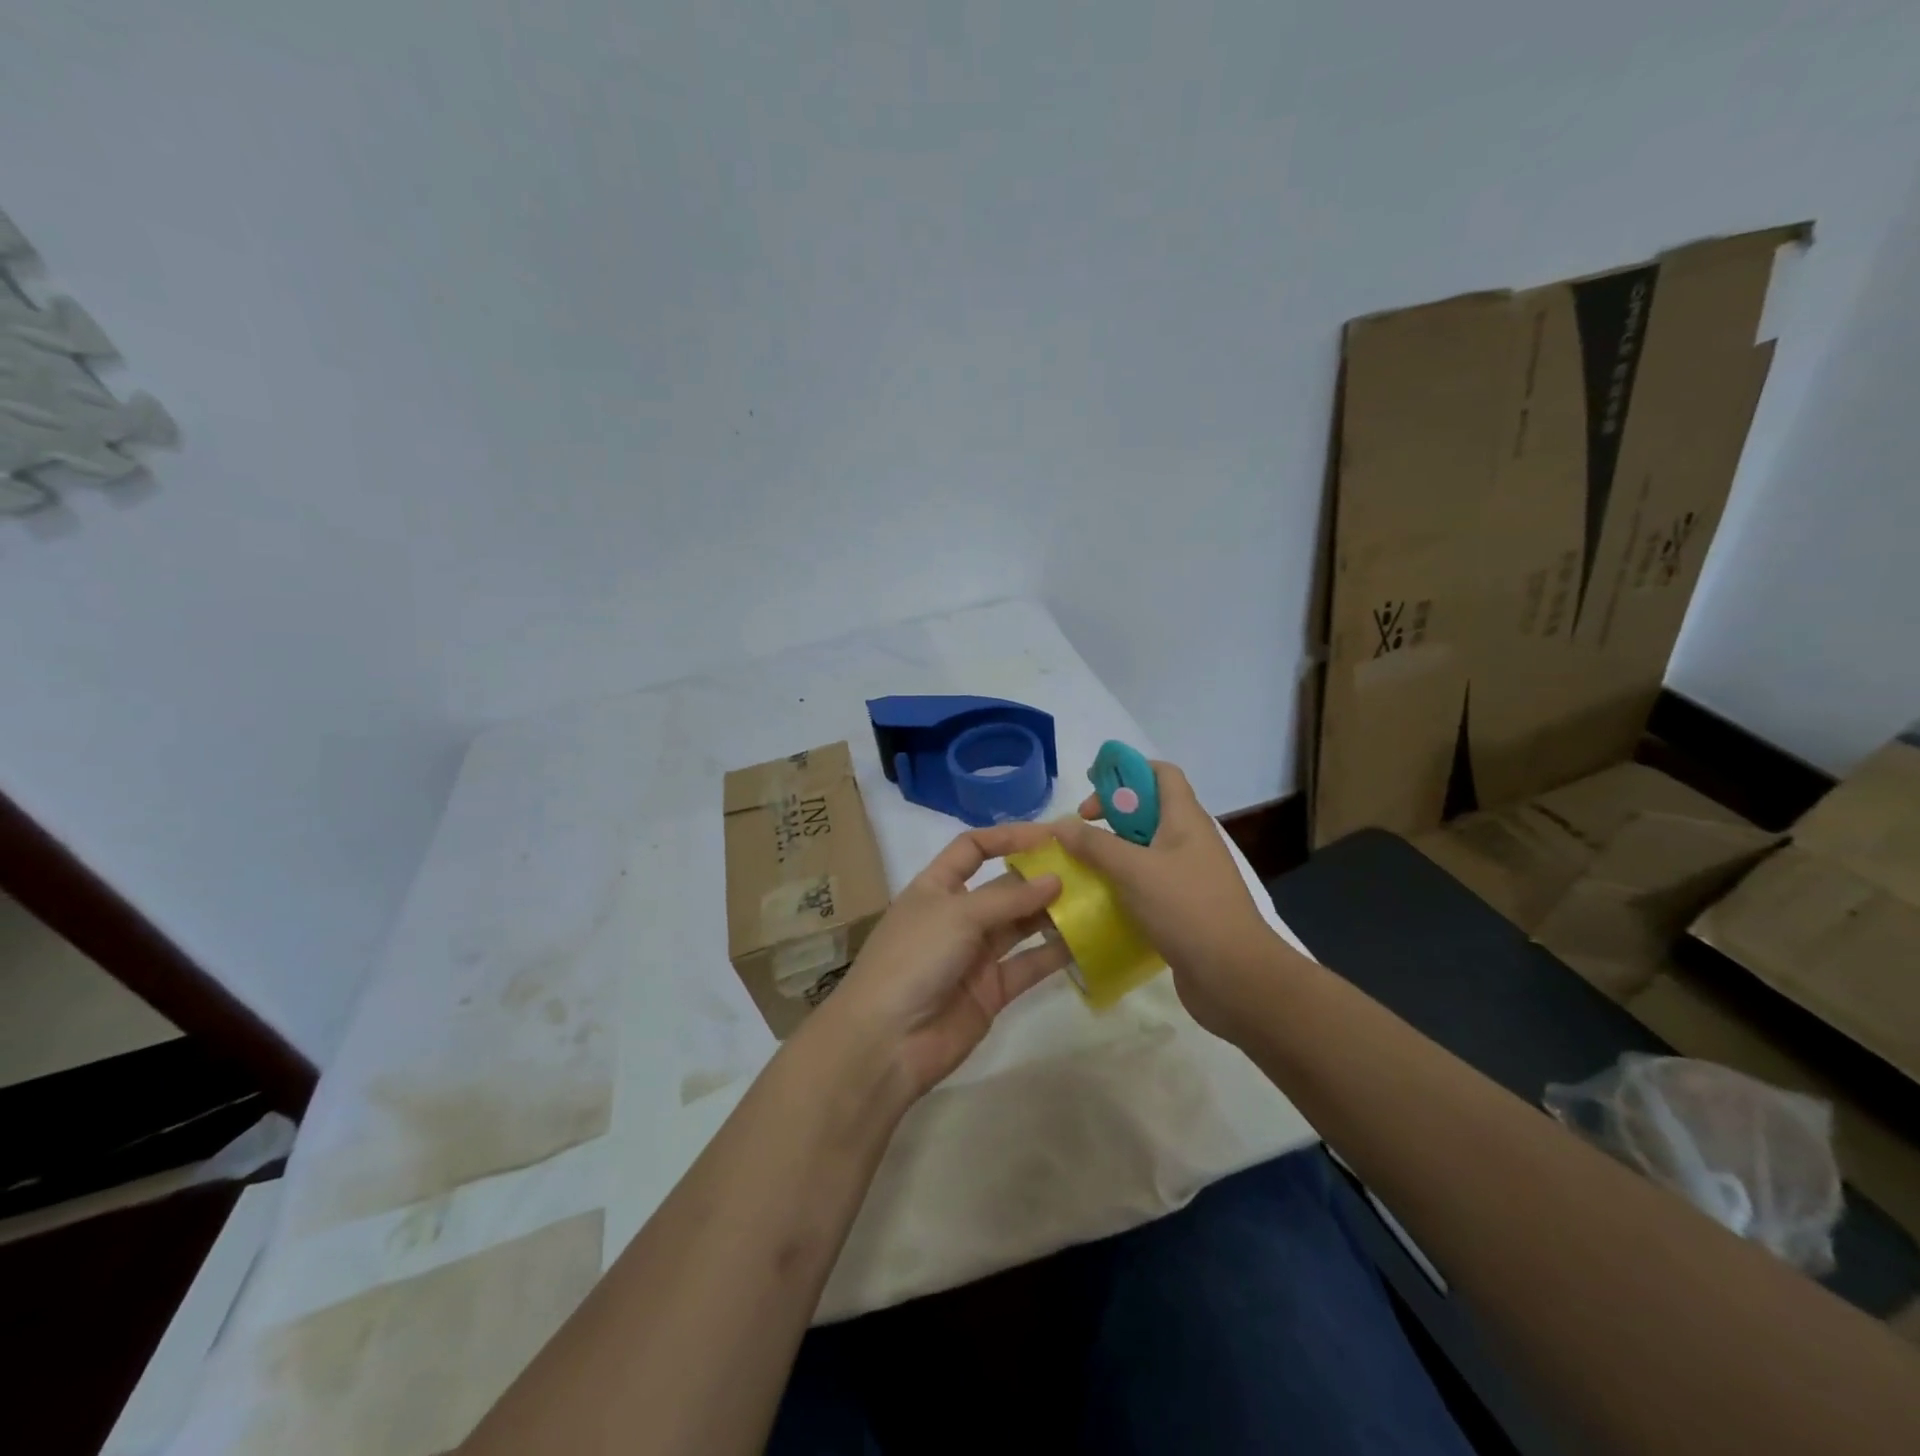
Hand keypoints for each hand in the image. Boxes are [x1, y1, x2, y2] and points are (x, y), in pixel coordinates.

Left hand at [811, 823, 1069, 1099]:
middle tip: (1088, 869)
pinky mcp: (993, 991)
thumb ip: (1009, 899)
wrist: (887, 1042)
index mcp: (936, 887)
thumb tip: (1056, 879)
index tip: (1049, 835)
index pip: (972, 849)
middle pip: (1004, 888)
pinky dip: (1055, 954)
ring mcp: (975, 955)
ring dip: (1053, 913)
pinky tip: (1087, 940)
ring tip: (1095, 899)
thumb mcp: (957, 915)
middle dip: (1040, 877)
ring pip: (1021, 926)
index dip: (1007, 838)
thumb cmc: (913, 959)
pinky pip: (1029, 965)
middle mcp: (958, 916)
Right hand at [1051, 761, 1278, 1036]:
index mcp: (1185, 819)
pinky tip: (1099, 899)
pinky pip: (1148, 882)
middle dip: (1111, 814)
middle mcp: (1190, 841)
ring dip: (1113, 851)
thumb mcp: (1133, 870)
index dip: (1127, 770)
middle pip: (1148, 810)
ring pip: (1145, 849)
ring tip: (1080, 864)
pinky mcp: (1184, 907)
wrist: (1235, 976)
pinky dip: (1123, 883)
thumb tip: (1059, 825)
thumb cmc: (1186, 909)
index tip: (1092, 784)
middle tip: (1078, 831)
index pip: (1161, 773)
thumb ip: (1094, 844)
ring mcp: (1189, 875)